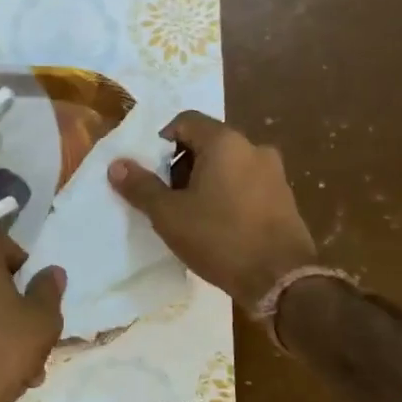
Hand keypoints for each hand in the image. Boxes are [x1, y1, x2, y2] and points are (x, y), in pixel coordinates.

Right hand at [108, 111, 316, 312]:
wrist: (281, 280)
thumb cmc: (219, 238)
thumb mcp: (169, 215)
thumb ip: (141, 186)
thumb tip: (116, 165)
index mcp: (225, 142)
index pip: (186, 121)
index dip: (161, 140)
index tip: (150, 170)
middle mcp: (253, 148)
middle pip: (207, 142)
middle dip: (182, 163)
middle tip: (165, 194)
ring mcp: (274, 173)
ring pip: (228, 164)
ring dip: (205, 180)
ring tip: (189, 213)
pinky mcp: (285, 198)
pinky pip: (247, 184)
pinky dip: (227, 194)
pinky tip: (217, 224)